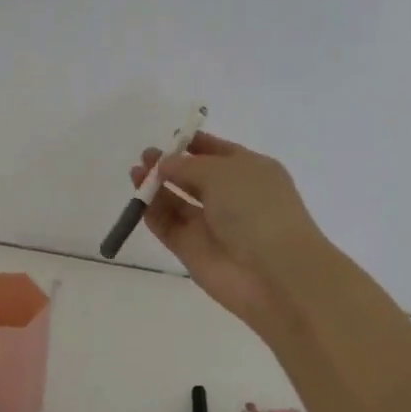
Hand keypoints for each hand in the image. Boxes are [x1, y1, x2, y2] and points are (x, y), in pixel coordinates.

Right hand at [130, 131, 330, 338]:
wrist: (275, 274)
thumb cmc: (256, 209)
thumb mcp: (223, 173)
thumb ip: (187, 166)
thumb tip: (164, 163)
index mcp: (250, 172)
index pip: (218, 152)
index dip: (194, 144)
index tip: (170, 138)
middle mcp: (232, 197)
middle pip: (194, 177)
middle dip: (169, 165)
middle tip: (145, 157)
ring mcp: (212, 226)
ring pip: (178, 202)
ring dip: (156, 187)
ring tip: (135, 173)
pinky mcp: (194, 251)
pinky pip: (169, 227)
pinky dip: (153, 213)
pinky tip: (138, 199)